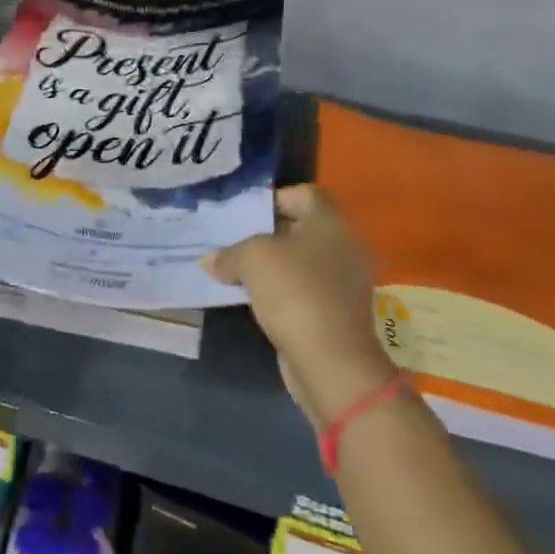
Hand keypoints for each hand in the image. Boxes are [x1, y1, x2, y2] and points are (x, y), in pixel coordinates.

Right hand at [206, 185, 396, 427]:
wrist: (330, 360)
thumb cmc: (294, 291)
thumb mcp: (251, 258)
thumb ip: (229, 253)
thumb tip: (212, 261)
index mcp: (330, 222)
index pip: (304, 194)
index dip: (273, 198)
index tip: (244, 214)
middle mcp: (342, 246)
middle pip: (300, 228)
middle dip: (265, 233)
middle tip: (231, 240)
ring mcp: (342, 282)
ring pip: (300, 261)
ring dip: (270, 265)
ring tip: (234, 269)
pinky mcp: (335, 312)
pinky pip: (302, 289)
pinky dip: (279, 291)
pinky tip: (251, 298)